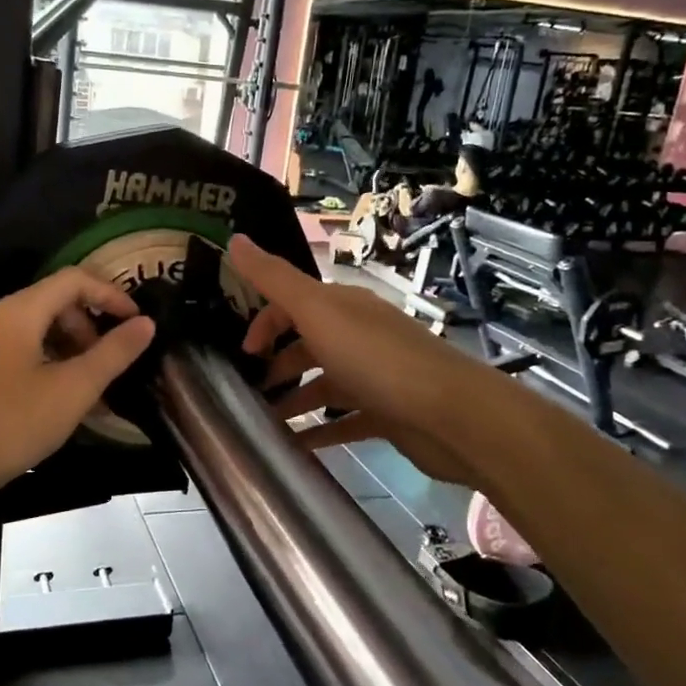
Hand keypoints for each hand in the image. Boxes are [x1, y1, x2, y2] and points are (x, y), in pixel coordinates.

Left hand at [0, 268, 155, 507]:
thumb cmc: (9, 425)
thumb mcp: (72, 390)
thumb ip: (113, 353)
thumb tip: (145, 323)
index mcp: (17, 311)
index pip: (73, 280)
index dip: (110, 295)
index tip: (136, 324)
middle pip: (51, 303)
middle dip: (87, 327)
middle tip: (106, 365)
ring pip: (32, 330)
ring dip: (66, 349)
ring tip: (84, 390)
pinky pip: (12, 351)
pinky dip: (41, 362)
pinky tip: (50, 400)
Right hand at [228, 235, 481, 486]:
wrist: (451, 416)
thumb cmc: (377, 358)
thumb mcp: (317, 311)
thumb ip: (274, 279)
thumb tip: (234, 239)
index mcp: (341, 307)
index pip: (292, 305)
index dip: (264, 324)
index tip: (242, 354)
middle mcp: (357, 336)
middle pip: (307, 345)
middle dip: (276, 365)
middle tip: (246, 393)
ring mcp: (373, 376)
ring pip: (323, 384)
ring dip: (293, 400)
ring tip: (262, 423)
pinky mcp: (385, 415)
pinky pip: (342, 422)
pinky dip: (317, 432)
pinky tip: (293, 446)